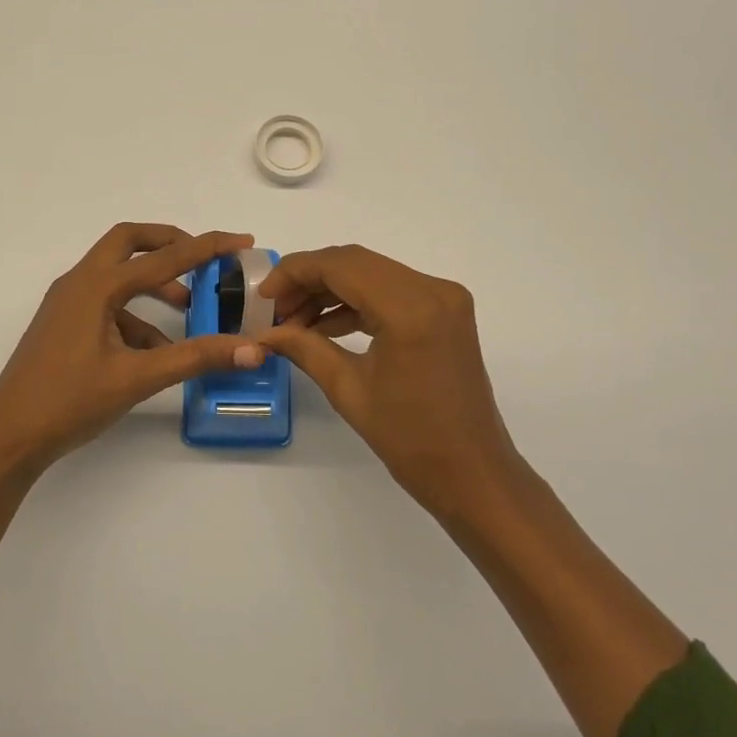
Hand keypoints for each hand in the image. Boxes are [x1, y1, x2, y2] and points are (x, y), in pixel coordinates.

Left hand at [0, 223, 264, 476]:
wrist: (8, 436)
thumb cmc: (69, 401)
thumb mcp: (138, 378)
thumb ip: (196, 358)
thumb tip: (252, 350)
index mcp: (96, 286)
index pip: (163, 257)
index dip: (207, 247)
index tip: (241, 242)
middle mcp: (80, 283)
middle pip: (129, 242)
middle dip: (170, 244)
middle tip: (204, 258)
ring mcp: (68, 303)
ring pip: (118, 275)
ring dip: (154, 284)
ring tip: (189, 308)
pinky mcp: (65, 324)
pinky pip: (108, 305)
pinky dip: (136, 316)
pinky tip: (156, 350)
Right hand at [257, 245, 521, 518]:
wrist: (473, 473)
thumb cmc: (410, 439)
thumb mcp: (348, 390)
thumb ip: (304, 348)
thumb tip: (263, 333)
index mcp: (410, 308)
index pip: (341, 265)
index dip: (295, 272)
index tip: (263, 295)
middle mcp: (433, 289)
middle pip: (356, 263)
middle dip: (310, 280)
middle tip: (275, 309)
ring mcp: (444, 298)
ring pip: (373, 274)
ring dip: (332, 291)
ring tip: (294, 322)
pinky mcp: (446, 312)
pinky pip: (392, 291)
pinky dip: (357, 302)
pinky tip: (325, 326)